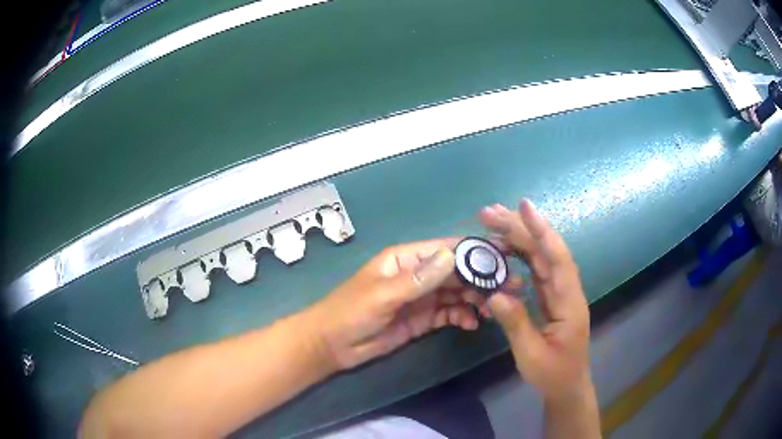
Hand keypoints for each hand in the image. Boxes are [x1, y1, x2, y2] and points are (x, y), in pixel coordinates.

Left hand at [310, 239, 487, 370]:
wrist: (331, 346)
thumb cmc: (349, 313)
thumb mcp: (382, 295)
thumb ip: (418, 279)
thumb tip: (453, 256)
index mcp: (406, 259)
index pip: (446, 250)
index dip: (475, 252)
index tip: (504, 256)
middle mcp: (418, 275)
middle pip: (457, 272)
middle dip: (483, 279)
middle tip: (511, 287)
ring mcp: (421, 298)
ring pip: (457, 294)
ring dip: (477, 299)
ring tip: (495, 309)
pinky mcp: (423, 319)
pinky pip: (449, 313)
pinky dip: (463, 316)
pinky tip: (473, 324)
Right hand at [480, 200, 591, 402]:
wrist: (567, 386)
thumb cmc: (553, 373)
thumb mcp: (531, 355)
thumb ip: (516, 324)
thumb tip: (493, 294)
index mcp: (569, 302)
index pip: (557, 259)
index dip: (542, 231)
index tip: (524, 207)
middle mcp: (566, 290)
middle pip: (546, 251)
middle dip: (521, 228)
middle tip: (489, 213)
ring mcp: (559, 292)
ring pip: (541, 257)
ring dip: (519, 237)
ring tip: (493, 222)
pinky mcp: (550, 297)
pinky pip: (536, 270)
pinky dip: (520, 255)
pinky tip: (505, 247)